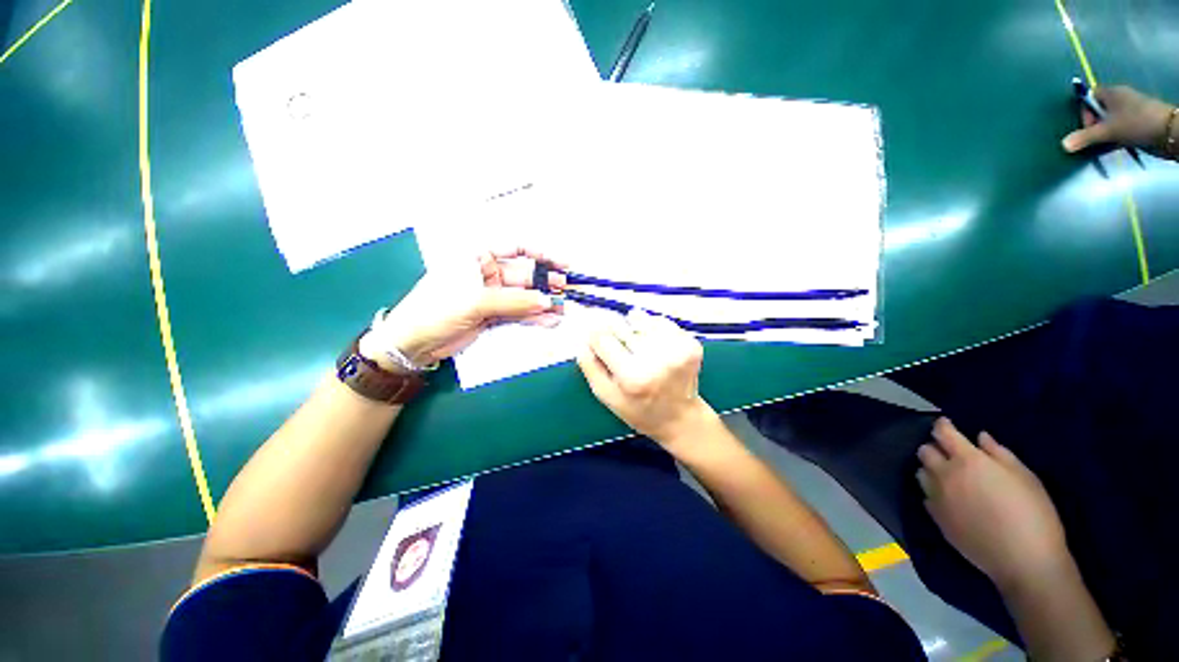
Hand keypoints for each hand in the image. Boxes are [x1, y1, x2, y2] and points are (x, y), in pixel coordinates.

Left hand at [360, 248, 566, 369]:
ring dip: (543, 302)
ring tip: (562, 309)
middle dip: (545, 282)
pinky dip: (534, 317)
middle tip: (565, 291)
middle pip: (523, 275)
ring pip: (524, 296)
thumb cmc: (436, 310)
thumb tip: (547, 300)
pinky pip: (519, 313)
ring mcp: (492, 296)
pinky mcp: (494, 315)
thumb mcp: (474, 300)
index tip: (561, 263)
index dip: (540, 254)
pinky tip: (549, 320)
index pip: (514, 248)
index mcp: (477, 257)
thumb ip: (513, 301)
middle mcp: (487, 273)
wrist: (415, 343)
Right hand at [576, 310, 715, 446]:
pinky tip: (655, 345)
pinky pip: (662, 323)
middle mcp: (657, 360)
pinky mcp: (691, 344)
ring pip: (643, 320)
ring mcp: (678, 350)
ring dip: (635, 328)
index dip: (595, 335)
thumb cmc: (638, 410)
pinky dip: (654, 328)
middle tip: (620, 348)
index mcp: (633, 377)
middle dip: (615, 332)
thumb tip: (582, 338)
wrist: (681, 418)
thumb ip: (591, 367)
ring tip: (638, 346)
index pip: (602, 338)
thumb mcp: (607, 396)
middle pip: (622, 327)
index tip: (595, 336)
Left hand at [917, 418, 1069, 590]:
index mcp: (967, 461)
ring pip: (921, 472)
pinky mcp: (935, 518)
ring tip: (948, 474)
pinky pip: (926, 496)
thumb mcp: (1026, 477)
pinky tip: (949, 497)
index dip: (943, 426)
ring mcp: (936, 497)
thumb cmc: (1033, 514)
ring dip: (931, 469)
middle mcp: (944, 475)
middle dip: (935, 447)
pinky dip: (933, 491)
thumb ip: (999, 453)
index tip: (946, 424)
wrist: (1024, 561)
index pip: (943, 434)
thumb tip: (980, 437)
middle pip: (925, 451)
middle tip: (950, 452)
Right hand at [1062, 84, 1175, 154]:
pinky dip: (1115, 138)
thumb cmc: (1136, 123)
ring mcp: (1130, 111)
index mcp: (1112, 93)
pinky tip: (1115, 147)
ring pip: (1110, 122)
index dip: (1085, 111)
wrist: (1169, 132)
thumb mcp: (1109, 131)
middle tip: (1095, 139)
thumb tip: (1064, 144)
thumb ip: (1085, 138)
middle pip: (1099, 111)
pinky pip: (1120, 129)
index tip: (1087, 127)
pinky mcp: (1137, 123)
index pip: (1090, 97)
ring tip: (1104, 146)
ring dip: (1104, 135)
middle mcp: (1120, 99)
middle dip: (1094, 126)